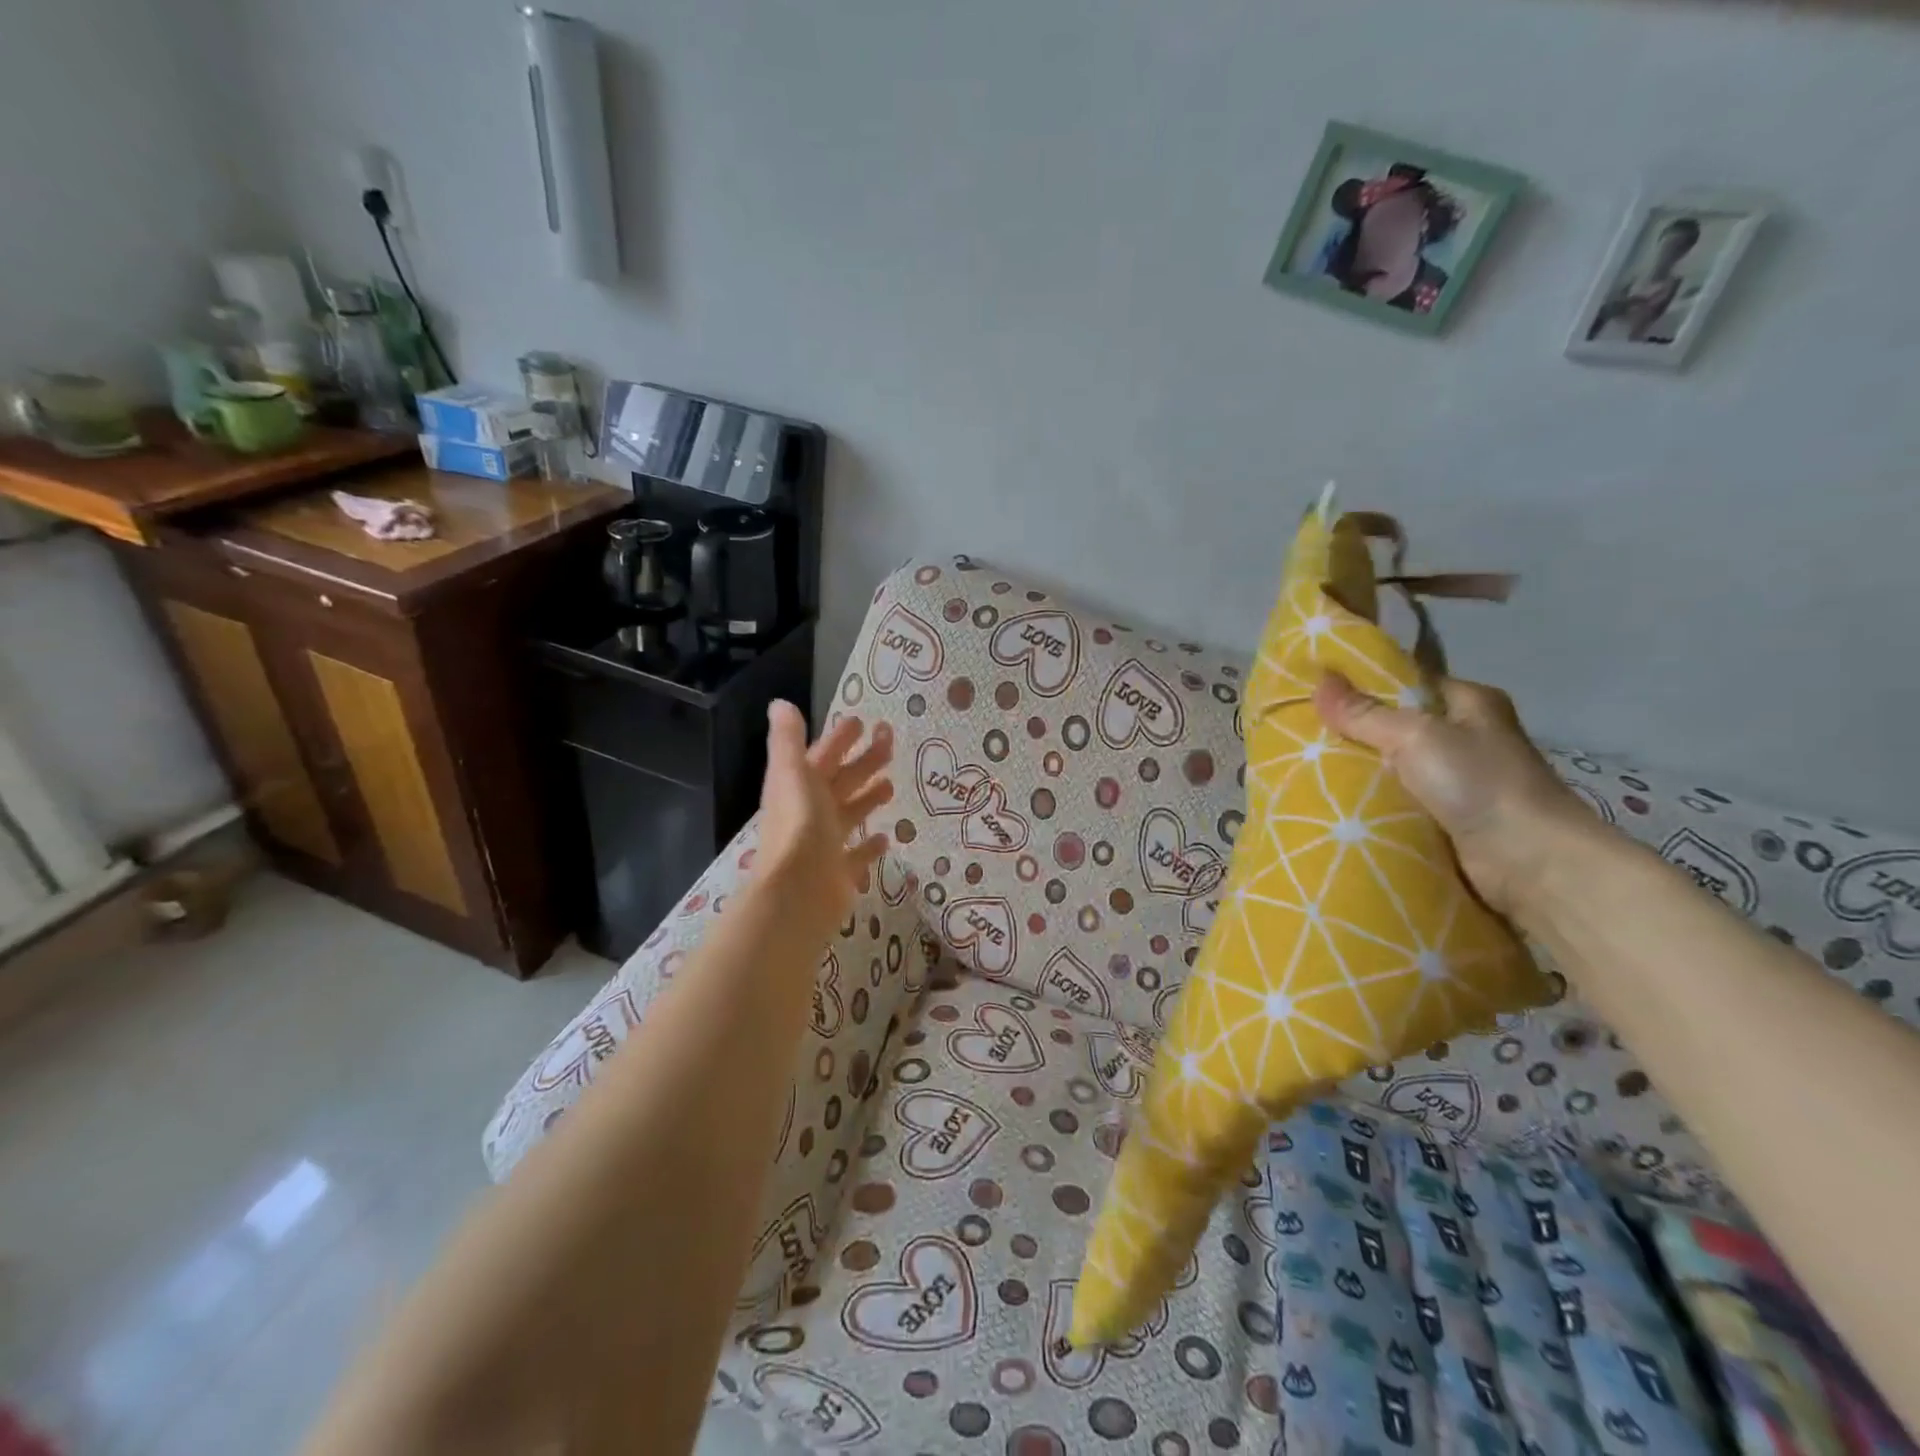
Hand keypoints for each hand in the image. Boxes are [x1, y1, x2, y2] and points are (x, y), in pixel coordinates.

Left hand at [753, 702, 893, 937]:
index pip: (821, 756)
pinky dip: (870, 845)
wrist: (798, 891)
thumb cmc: (799, 826)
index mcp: (798, 788)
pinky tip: (886, 837)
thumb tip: (780, 704)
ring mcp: (825, 844)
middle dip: (863, 762)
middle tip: (891, 742)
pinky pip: (857, 855)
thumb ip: (787, 740)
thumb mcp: (793, 774)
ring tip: (891, 785)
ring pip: (850, 814)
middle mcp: (810, 813)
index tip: (862, 721)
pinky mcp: (840, 872)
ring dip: (867, 798)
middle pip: (840, 782)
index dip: (839, 739)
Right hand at [1313, 671, 1591, 920]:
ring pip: (1392, 767)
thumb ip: (1364, 713)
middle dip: (1353, 731)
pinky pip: (1396, 802)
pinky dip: (1370, 803)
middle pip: (1395, 726)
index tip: (1316, 689)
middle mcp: (1467, 738)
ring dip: (1359, 771)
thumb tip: (1319, 679)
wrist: (1531, 864)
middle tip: (1301, 731)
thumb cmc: (1479, 784)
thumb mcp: (1415, 736)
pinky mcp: (1448, 820)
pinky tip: (1333, 801)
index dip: (1364, 684)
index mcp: (1470, 703)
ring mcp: (1459, 781)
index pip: (1408, 682)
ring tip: (1304, 765)